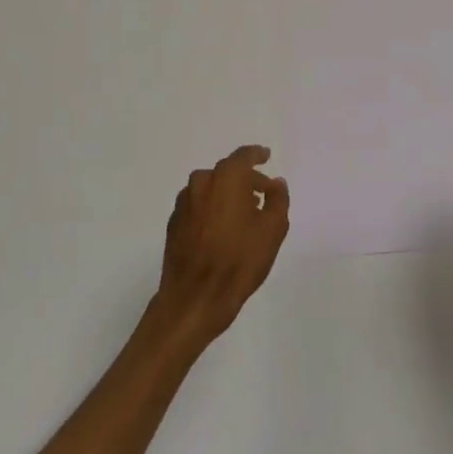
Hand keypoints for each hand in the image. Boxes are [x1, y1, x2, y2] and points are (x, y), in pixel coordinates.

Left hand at [156, 144, 290, 341]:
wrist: (195, 298)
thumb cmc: (239, 260)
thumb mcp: (273, 230)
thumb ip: (278, 199)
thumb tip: (276, 183)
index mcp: (226, 178)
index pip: (243, 156)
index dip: (257, 154)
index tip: (266, 156)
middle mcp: (201, 183)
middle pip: (227, 172)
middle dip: (246, 180)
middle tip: (262, 195)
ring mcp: (184, 203)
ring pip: (210, 189)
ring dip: (227, 195)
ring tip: (243, 215)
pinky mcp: (174, 223)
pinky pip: (198, 206)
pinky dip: (211, 209)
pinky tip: (222, 230)